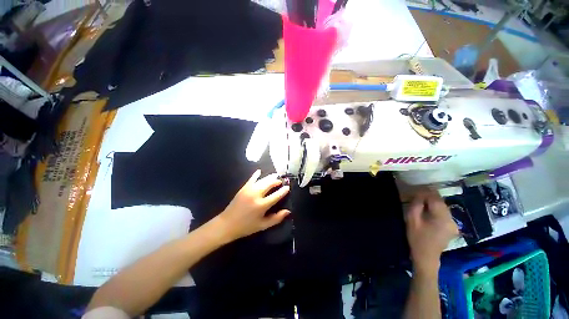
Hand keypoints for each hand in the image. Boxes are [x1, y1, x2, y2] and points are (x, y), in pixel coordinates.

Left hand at [212, 170, 289, 242]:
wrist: (227, 224)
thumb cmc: (246, 226)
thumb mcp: (263, 225)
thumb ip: (276, 218)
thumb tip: (288, 211)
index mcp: (262, 205)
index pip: (276, 195)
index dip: (283, 191)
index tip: (288, 187)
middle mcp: (256, 195)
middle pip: (269, 184)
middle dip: (276, 181)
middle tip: (281, 181)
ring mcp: (249, 190)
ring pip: (262, 180)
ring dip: (269, 177)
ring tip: (275, 176)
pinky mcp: (243, 188)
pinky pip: (251, 179)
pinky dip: (256, 175)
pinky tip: (259, 171)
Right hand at [405, 188, 458, 274]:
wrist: (426, 256)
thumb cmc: (417, 238)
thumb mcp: (412, 220)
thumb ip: (416, 205)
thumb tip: (419, 195)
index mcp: (442, 218)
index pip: (435, 199)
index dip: (426, 193)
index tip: (416, 191)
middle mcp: (451, 219)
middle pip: (441, 202)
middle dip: (430, 197)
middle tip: (418, 196)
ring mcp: (454, 224)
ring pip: (443, 207)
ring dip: (433, 203)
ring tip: (422, 203)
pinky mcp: (452, 227)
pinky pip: (444, 213)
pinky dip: (436, 209)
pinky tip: (429, 212)